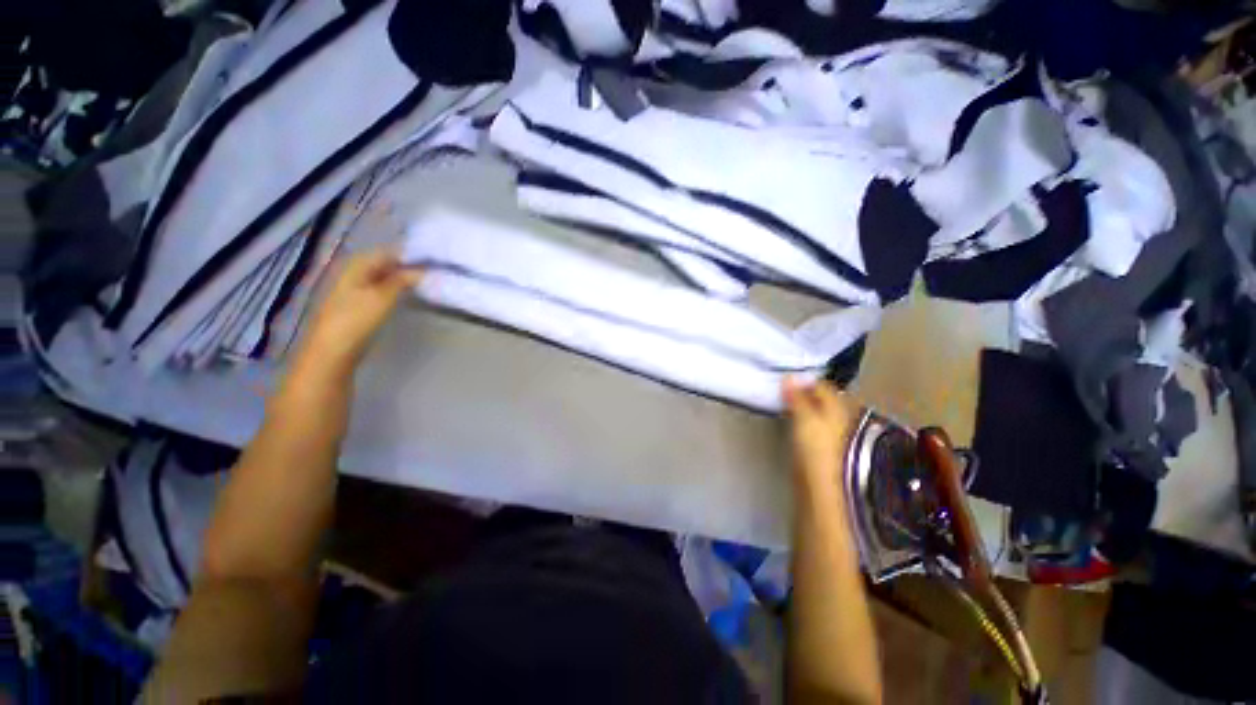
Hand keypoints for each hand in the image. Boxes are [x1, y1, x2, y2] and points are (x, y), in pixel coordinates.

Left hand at [300, 248, 422, 369]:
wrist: (332, 352)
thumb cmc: (356, 320)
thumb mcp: (382, 297)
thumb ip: (402, 280)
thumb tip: (423, 270)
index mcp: (357, 266)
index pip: (387, 252)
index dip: (410, 254)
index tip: (433, 260)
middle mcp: (355, 273)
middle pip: (385, 264)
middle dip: (408, 266)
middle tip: (434, 272)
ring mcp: (356, 290)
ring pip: (384, 278)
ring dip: (403, 279)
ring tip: (426, 283)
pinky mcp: (360, 306)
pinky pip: (382, 290)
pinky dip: (396, 290)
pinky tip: (408, 297)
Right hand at [783, 378, 859, 490]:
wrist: (822, 484)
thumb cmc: (815, 446)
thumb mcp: (803, 417)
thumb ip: (797, 396)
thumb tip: (789, 377)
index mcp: (840, 405)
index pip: (822, 385)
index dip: (804, 381)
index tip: (785, 382)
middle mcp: (843, 415)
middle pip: (823, 398)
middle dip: (806, 394)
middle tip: (785, 392)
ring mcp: (837, 432)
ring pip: (820, 411)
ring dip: (805, 407)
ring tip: (787, 406)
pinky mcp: (828, 446)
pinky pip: (816, 425)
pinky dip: (806, 420)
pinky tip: (795, 423)